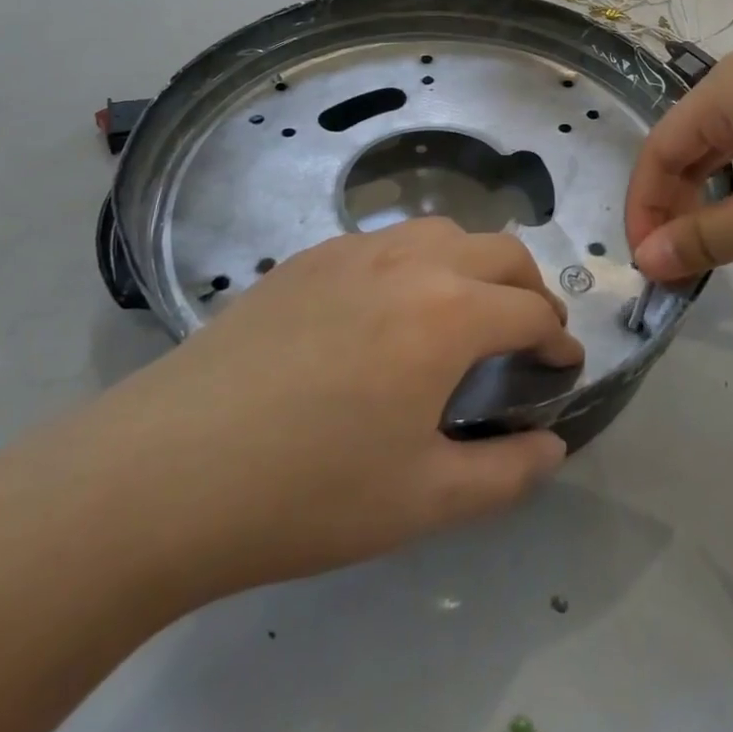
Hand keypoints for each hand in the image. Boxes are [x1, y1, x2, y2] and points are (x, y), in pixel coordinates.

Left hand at [41, 219, 583, 610]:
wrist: (169, 468)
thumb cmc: (309, 491)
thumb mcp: (424, 500)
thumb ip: (507, 473)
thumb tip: (552, 444)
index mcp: (448, 313)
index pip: (531, 311)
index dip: (558, 340)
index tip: (563, 367)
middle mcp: (410, 261)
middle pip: (500, 250)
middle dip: (530, 289)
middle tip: (527, 336)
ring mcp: (354, 249)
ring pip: (443, 231)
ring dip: (474, 264)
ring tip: (465, 314)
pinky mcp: (308, 257)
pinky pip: (387, 240)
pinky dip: (419, 261)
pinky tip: (390, 309)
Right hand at [626, 49, 732, 278]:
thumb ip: (703, 239)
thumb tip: (645, 261)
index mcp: (727, 88)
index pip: (658, 149)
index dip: (644, 208)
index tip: (647, 265)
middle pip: (687, 144)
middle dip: (673, 205)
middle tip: (677, 263)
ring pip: (723, 146)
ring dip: (708, 197)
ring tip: (711, 245)